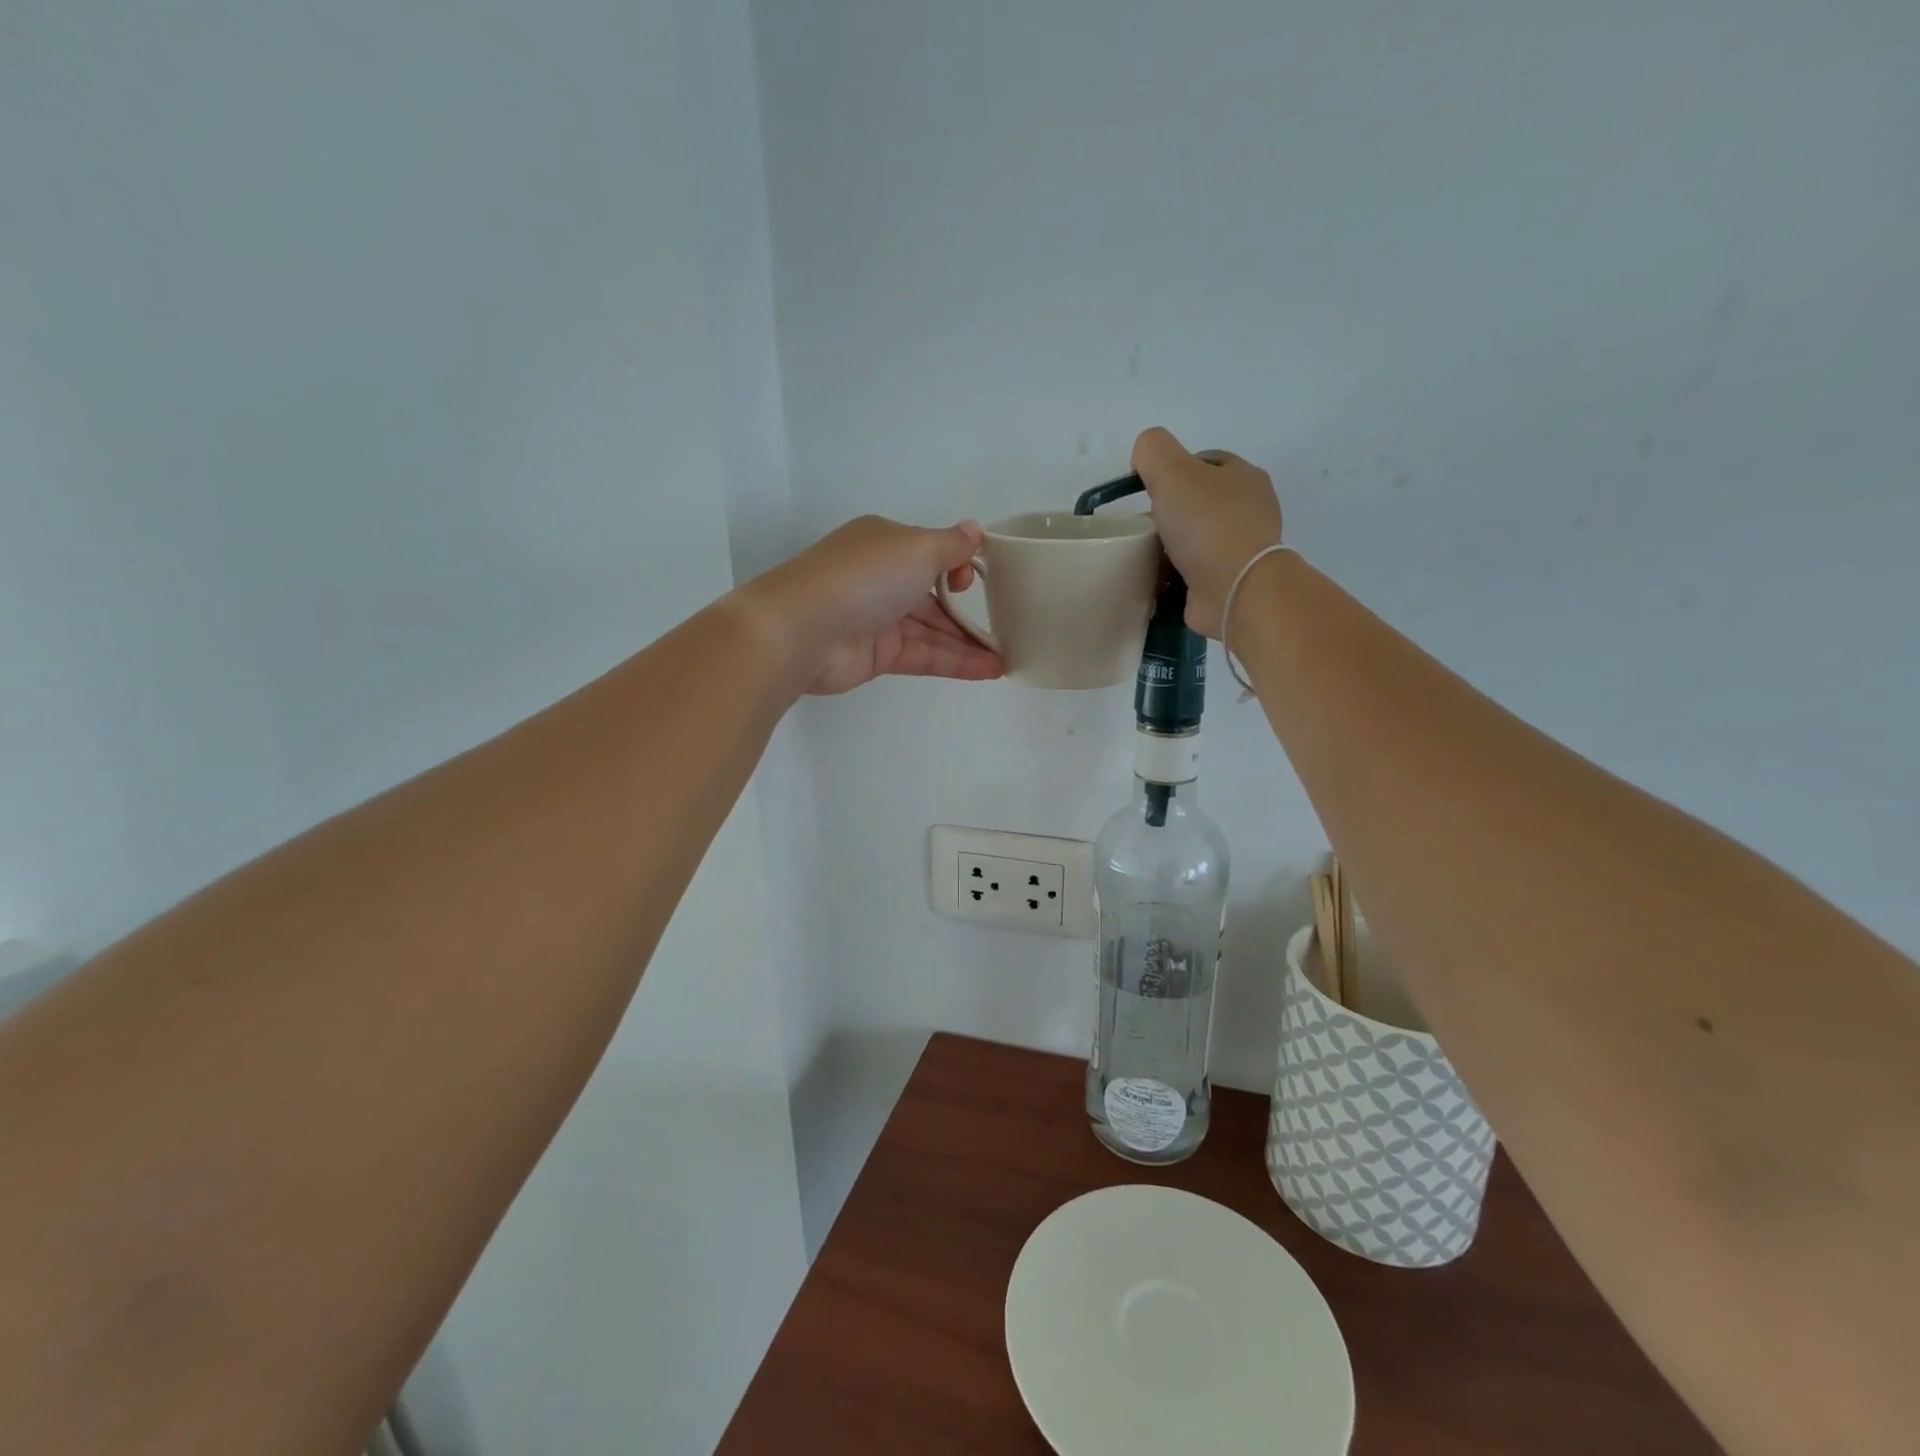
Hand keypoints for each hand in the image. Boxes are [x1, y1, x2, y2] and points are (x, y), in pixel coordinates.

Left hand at [741, 516, 1005, 694]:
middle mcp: (882, 578)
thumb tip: (974, 530)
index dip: (958, 566)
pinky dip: (955, 662)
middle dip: (969, 612)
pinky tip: (988, 670)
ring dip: (968, 643)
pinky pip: (924, 655)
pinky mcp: (878, 655)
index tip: (974, 580)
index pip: (930, 552)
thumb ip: (950, 545)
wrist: (803, 630)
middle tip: (1008, 628)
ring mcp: (878, 619)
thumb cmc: (864, 576)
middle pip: (934, 596)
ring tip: (1006, 658)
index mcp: (886, 543)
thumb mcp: (916, 547)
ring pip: (932, 630)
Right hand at [1131, 427, 1282, 637]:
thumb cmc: (1206, 525)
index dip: (1173, 471)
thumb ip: (1153, 450)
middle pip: (1200, 502)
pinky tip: (1160, 581)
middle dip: (1171, 512)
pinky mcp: (1233, 582)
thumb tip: (1144, 460)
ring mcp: (1244, 548)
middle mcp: (1250, 509)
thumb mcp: (1172, 471)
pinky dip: (1179, 575)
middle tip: (1145, 526)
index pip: (1204, 462)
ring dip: (1173, 547)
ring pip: (1198, 539)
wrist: (1236, 590)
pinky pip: (1198, 572)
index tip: (1147, 492)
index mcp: (1244, 476)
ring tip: (1146, 556)